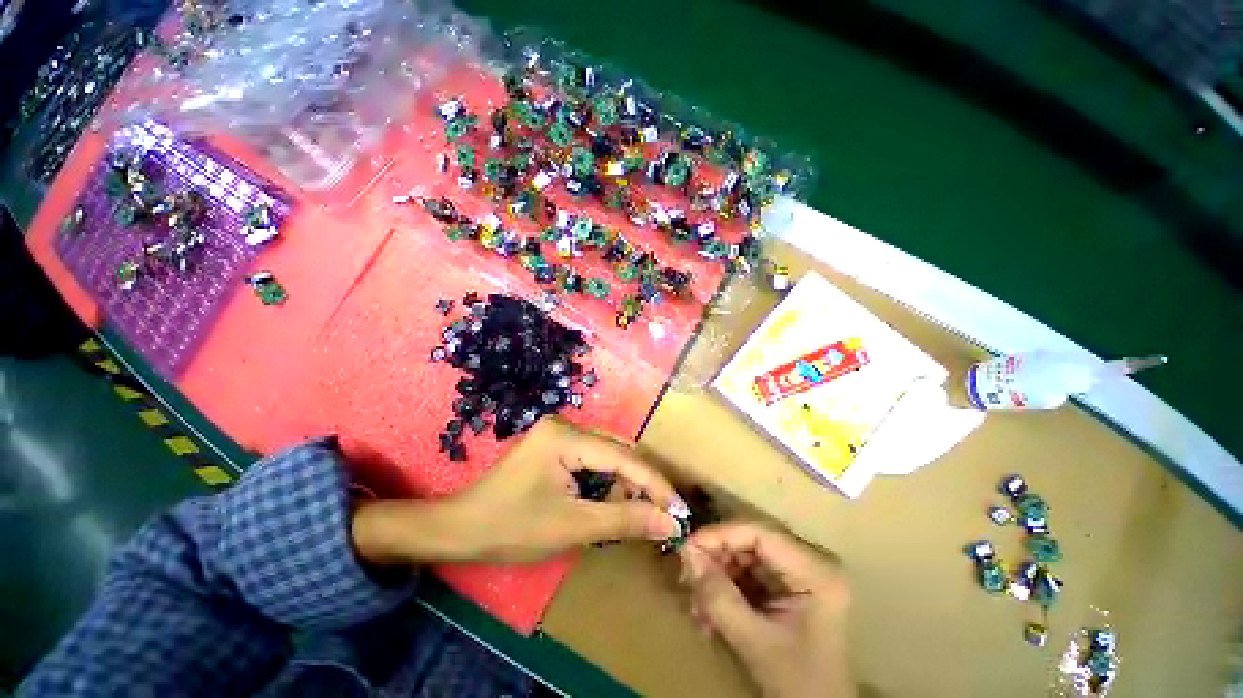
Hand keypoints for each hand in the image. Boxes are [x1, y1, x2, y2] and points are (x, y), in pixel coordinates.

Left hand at [352, 417, 686, 564]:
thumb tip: (669, 521)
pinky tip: (608, 502)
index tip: (679, 510)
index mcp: (567, 436)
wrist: (459, 529)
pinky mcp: (554, 446)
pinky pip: (592, 460)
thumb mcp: (572, 526)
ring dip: (623, 484)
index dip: (654, 484)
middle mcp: (566, 425)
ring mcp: (559, 434)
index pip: (623, 457)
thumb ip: (624, 520)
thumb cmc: (512, 528)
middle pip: (617, 452)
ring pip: (607, 456)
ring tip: (631, 514)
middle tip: (659, 516)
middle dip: (640, 484)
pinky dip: (605, 482)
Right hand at [679, 522, 854, 697]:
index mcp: (815, 570)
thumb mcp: (755, 642)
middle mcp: (809, 560)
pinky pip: (747, 572)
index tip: (687, 547)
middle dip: (715, 558)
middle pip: (750, 541)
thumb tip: (686, 553)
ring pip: (744, 555)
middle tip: (687, 576)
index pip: (759, 532)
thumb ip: (719, 598)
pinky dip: (725, 586)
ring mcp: (798, 572)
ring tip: (696, 602)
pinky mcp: (786, 584)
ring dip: (716, 574)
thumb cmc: (797, 683)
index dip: (720, 534)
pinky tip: (708, 610)